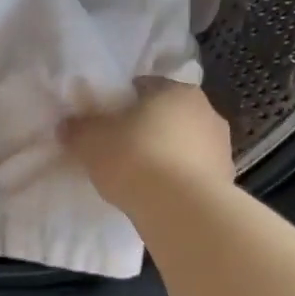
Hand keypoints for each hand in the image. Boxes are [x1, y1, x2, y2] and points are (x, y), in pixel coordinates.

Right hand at [61, 77, 233, 209]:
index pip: (144, 86)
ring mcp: (221, 145)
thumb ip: (78, 129)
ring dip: (167, 153)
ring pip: (185, 143)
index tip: (106, 122)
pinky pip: (195, 172)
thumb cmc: (135, 159)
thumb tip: (67, 124)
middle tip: (121, 148)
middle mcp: (206, 110)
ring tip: (142, 177)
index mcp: (175, 90)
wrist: (181, 209)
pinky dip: (180, 179)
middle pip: (168, 114)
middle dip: (148, 128)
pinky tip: (161, 195)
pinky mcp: (227, 178)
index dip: (122, 103)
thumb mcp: (91, 142)